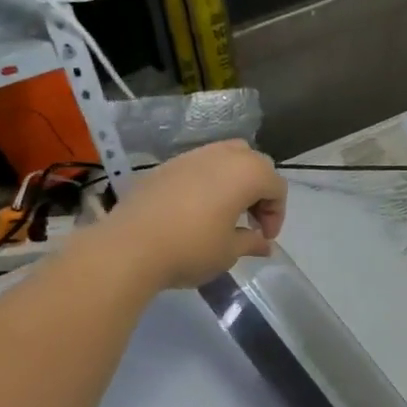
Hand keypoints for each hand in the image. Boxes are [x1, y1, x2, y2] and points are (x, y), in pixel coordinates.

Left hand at [98, 140, 287, 290]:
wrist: (130, 247)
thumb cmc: (191, 249)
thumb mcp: (229, 252)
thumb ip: (252, 242)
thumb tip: (264, 244)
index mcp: (245, 173)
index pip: (276, 186)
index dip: (277, 214)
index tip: (264, 238)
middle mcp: (221, 155)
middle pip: (254, 163)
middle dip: (259, 190)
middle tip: (250, 221)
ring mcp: (190, 157)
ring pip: (225, 157)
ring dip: (233, 181)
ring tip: (225, 212)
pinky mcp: (165, 166)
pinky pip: (198, 166)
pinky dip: (207, 182)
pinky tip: (196, 210)